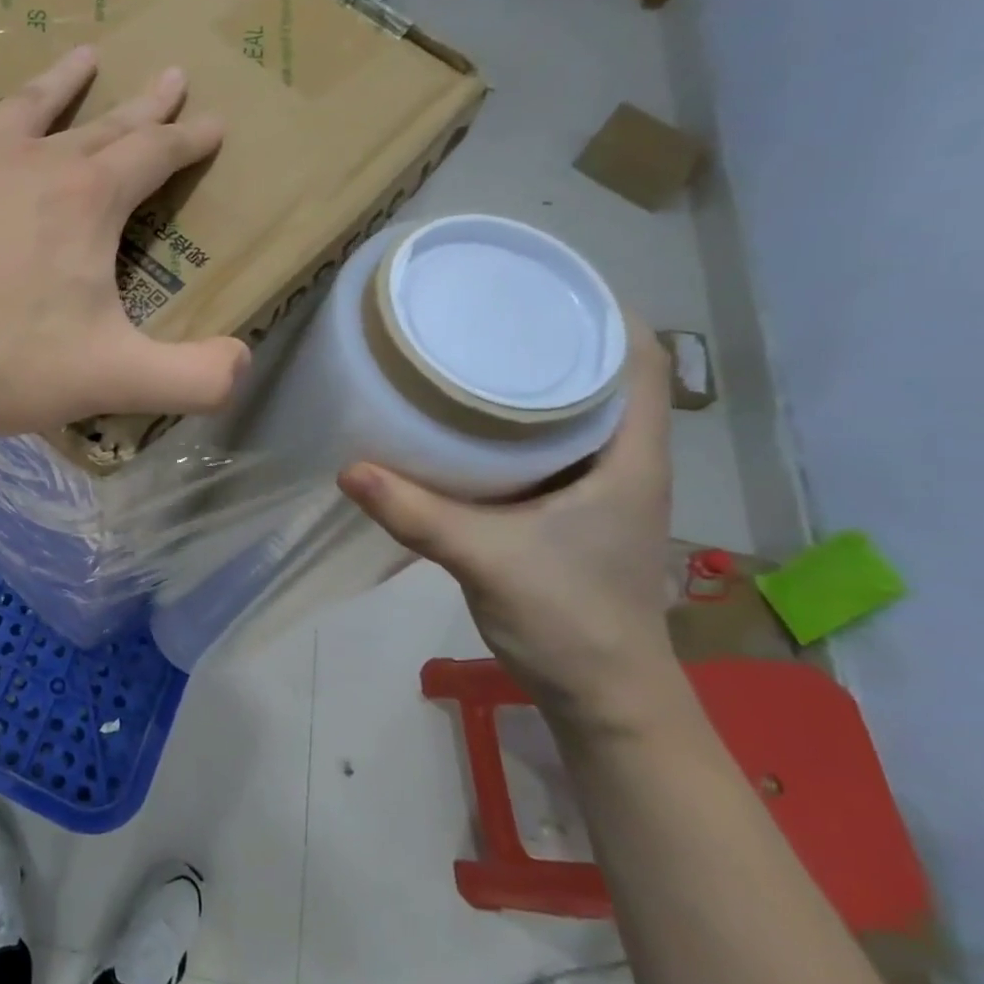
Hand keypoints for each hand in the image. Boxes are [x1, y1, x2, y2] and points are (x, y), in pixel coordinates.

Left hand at [0, 46, 250, 439]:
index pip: (155, 156)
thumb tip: (244, 365)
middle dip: (144, 105)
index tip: (213, 125)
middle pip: (103, 125)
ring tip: (86, 53)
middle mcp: (35, 163)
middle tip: (170, 75)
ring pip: (28, 107)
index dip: (189, 140)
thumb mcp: (110, 380)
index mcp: (88, 201)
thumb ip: (192, 378)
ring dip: (62, 82)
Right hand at [339, 327, 684, 731]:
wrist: (605, 698)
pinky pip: (544, 448)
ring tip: (469, 351)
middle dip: (549, 338)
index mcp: (630, 456)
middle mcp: (622, 461)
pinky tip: (465, 422)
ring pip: (570, 412)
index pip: (635, 359)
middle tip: (483, 311)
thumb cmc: (571, 621)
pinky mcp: (568, 512)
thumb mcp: (487, 560)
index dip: (602, 311)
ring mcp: (596, 488)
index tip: (540, 285)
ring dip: (530, 381)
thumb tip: (347, 468)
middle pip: (598, 375)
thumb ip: (417, 514)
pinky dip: (512, 425)